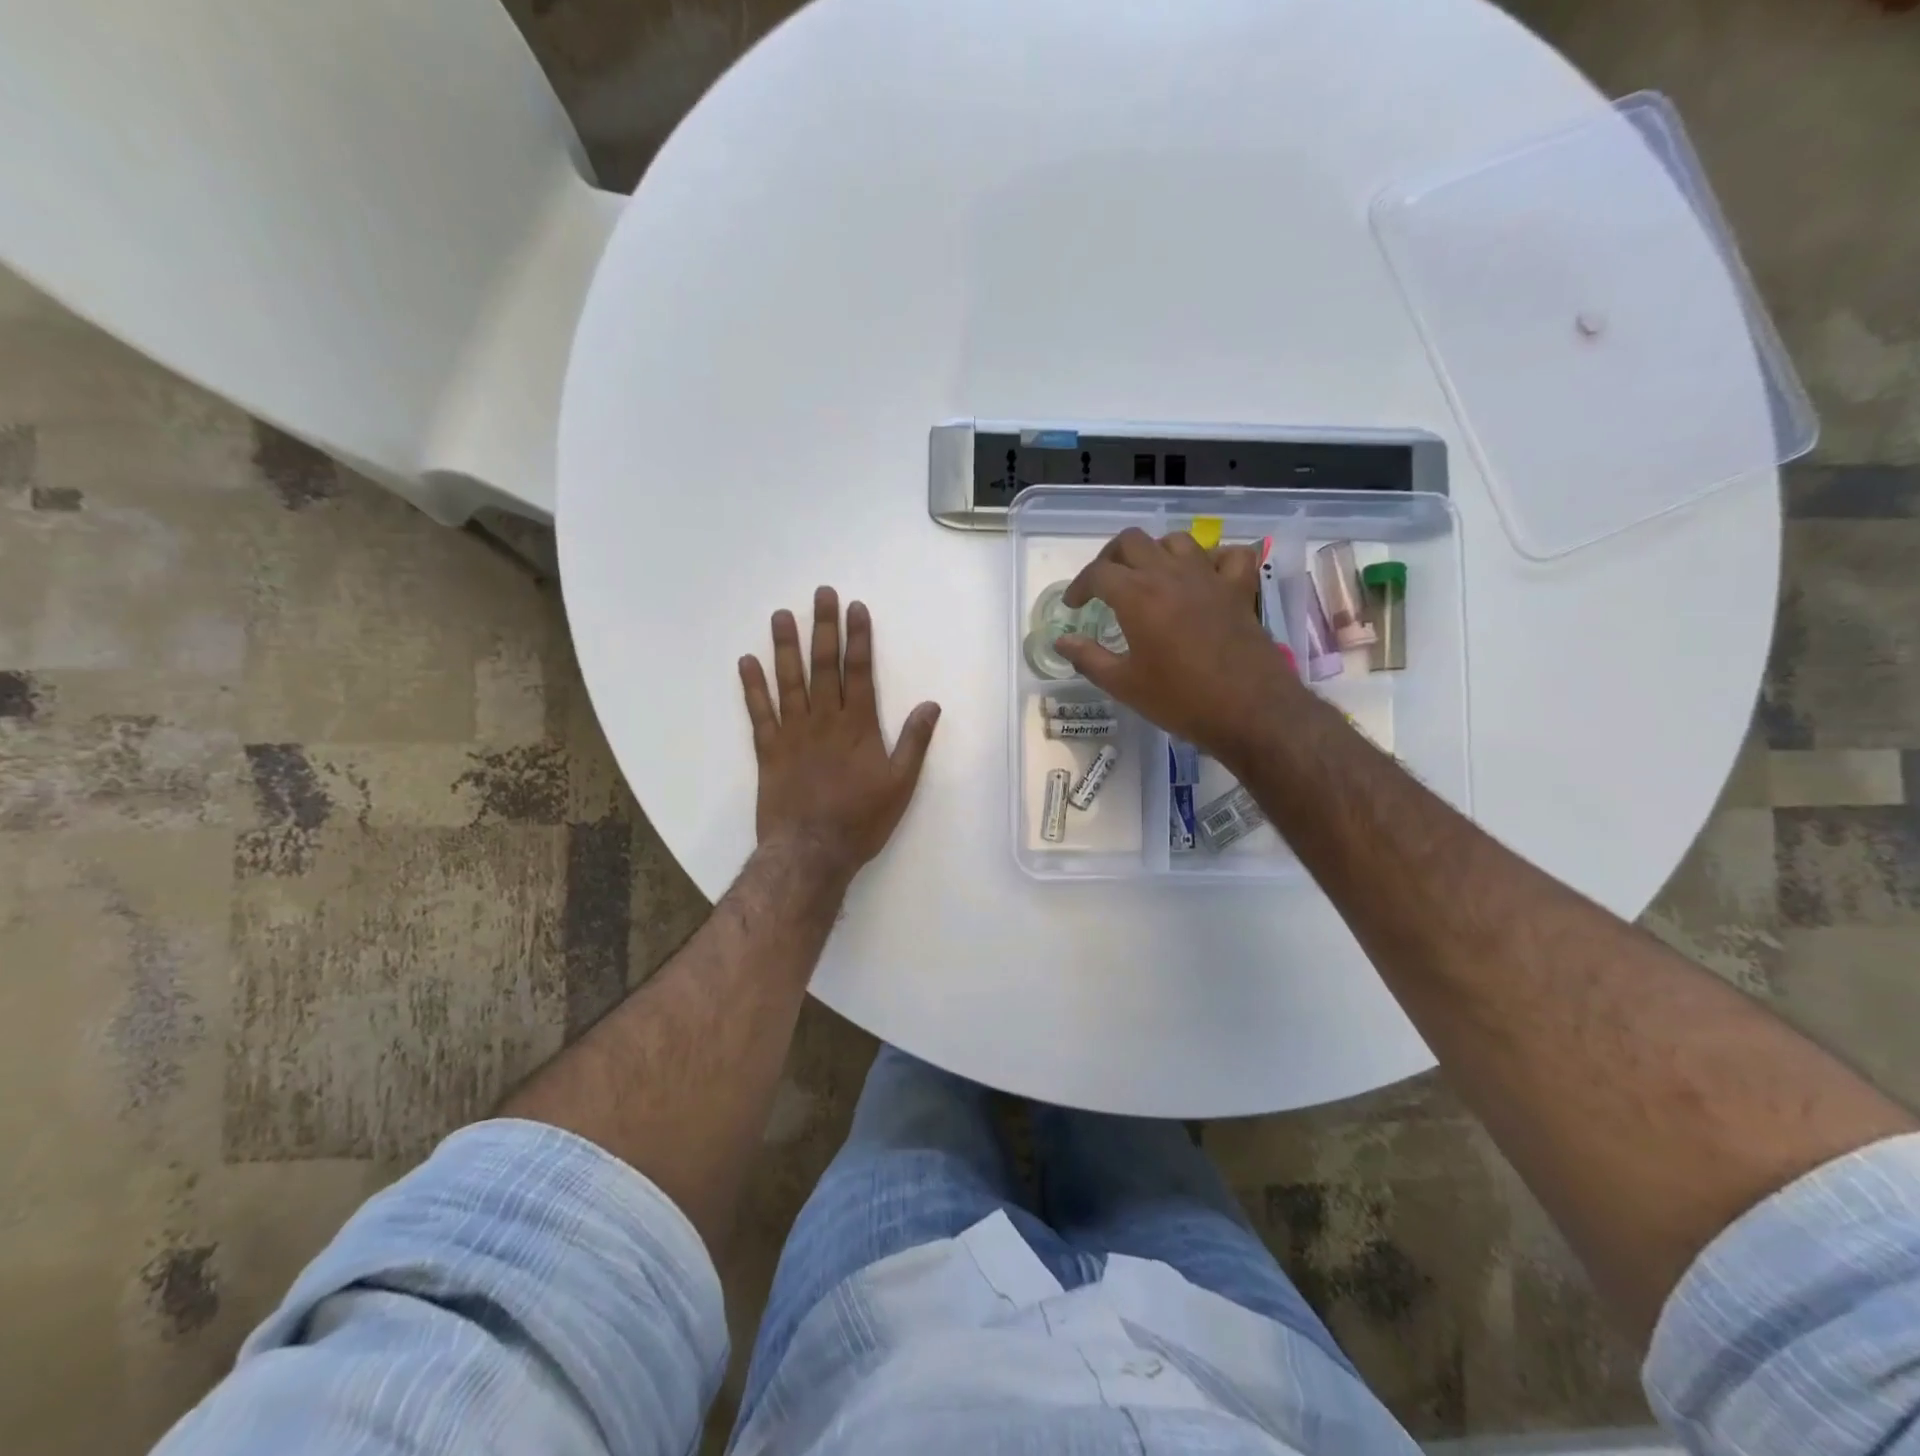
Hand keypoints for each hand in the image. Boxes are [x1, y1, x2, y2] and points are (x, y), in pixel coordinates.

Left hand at [739, 587, 940, 881]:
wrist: (811, 852)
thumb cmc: (861, 820)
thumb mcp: (901, 784)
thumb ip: (914, 742)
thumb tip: (931, 705)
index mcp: (858, 726)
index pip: (859, 672)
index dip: (858, 638)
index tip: (856, 608)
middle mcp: (825, 720)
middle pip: (824, 666)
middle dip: (824, 628)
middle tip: (821, 594)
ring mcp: (793, 732)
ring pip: (789, 680)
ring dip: (785, 646)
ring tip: (781, 615)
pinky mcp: (768, 750)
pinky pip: (758, 712)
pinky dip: (752, 686)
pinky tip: (746, 661)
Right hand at [1058, 529, 1300, 765]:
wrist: (1249, 711)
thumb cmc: (1180, 700)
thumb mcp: (1124, 685)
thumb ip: (1088, 658)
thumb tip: (1062, 642)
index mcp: (1137, 595)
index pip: (1098, 573)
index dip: (1079, 586)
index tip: (1073, 605)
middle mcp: (1171, 574)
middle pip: (1132, 541)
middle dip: (1110, 558)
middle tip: (1104, 585)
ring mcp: (1209, 577)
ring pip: (1177, 541)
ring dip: (1156, 552)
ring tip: (1148, 577)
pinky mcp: (1240, 590)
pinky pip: (1228, 555)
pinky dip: (1213, 559)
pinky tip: (1203, 577)